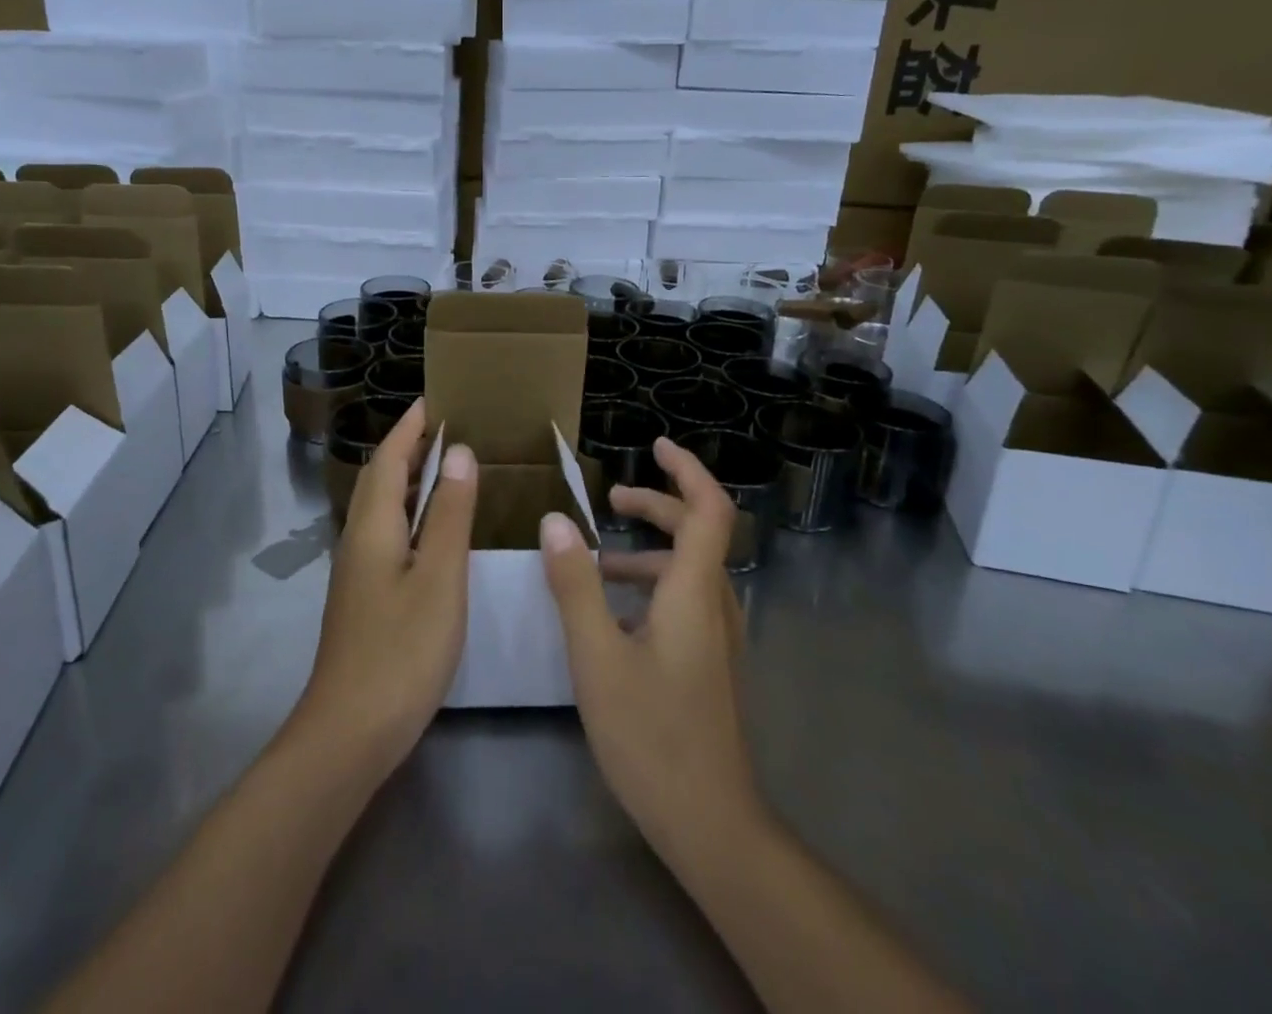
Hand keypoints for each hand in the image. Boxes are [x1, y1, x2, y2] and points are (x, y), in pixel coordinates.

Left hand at [296, 400, 476, 778]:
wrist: (349, 732)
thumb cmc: (402, 650)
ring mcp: (357, 571)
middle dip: (406, 447)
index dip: (409, 427)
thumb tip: (458, 452)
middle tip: (443, 427)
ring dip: (407, 479)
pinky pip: (386, 533)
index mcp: (373, 527)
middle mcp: (358, 539)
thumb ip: (450, 514)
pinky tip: (432, 529)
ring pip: (381, 507)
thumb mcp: (440, 578)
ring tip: (444, 466)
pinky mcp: (364, 597)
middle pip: (378, 479)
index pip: (389, 459)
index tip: (433, 399)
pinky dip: (409, 512)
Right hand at [539, 436, 760, 861]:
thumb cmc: (651, 735)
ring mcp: (717, 637)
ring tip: (595, 562)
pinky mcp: (710, 663)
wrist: (710, 825)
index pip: (708, 509)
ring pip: (688, 570)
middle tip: (610, 501)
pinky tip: (613, 615)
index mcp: (692, 592)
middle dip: (656, 506)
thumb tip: (555, 521)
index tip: (655, 446)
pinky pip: (685, 601)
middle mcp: (713, 605)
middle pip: (697, 533)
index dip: (687, 470)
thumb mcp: (597, 657)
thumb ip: (574, 586)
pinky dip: (651, 586)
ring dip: (648, 551)